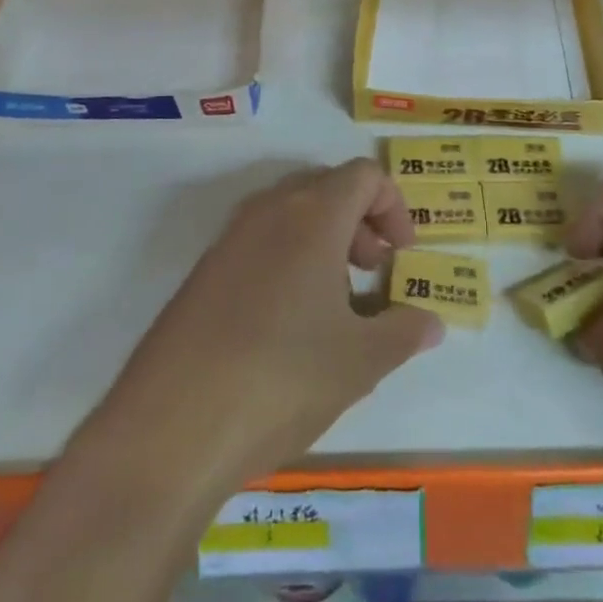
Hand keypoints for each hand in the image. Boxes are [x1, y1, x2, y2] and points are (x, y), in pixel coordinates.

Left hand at [96, 160, 442, 487]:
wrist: (171, 426)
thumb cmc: (282, 378)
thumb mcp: (360, 361)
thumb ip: (404, 332)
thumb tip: (431, 322)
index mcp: (312, 214)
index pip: (365, 175)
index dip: (394, 207)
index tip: (402, 256)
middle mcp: (268, 210)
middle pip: (328, 187)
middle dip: (361, 221)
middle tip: (373, 272)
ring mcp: (229, 238)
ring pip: (291, 214)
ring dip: (325, 241)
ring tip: (335, 303)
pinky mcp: (204, 270)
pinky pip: (260, 242)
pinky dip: (289, 259)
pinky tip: (289, 324)